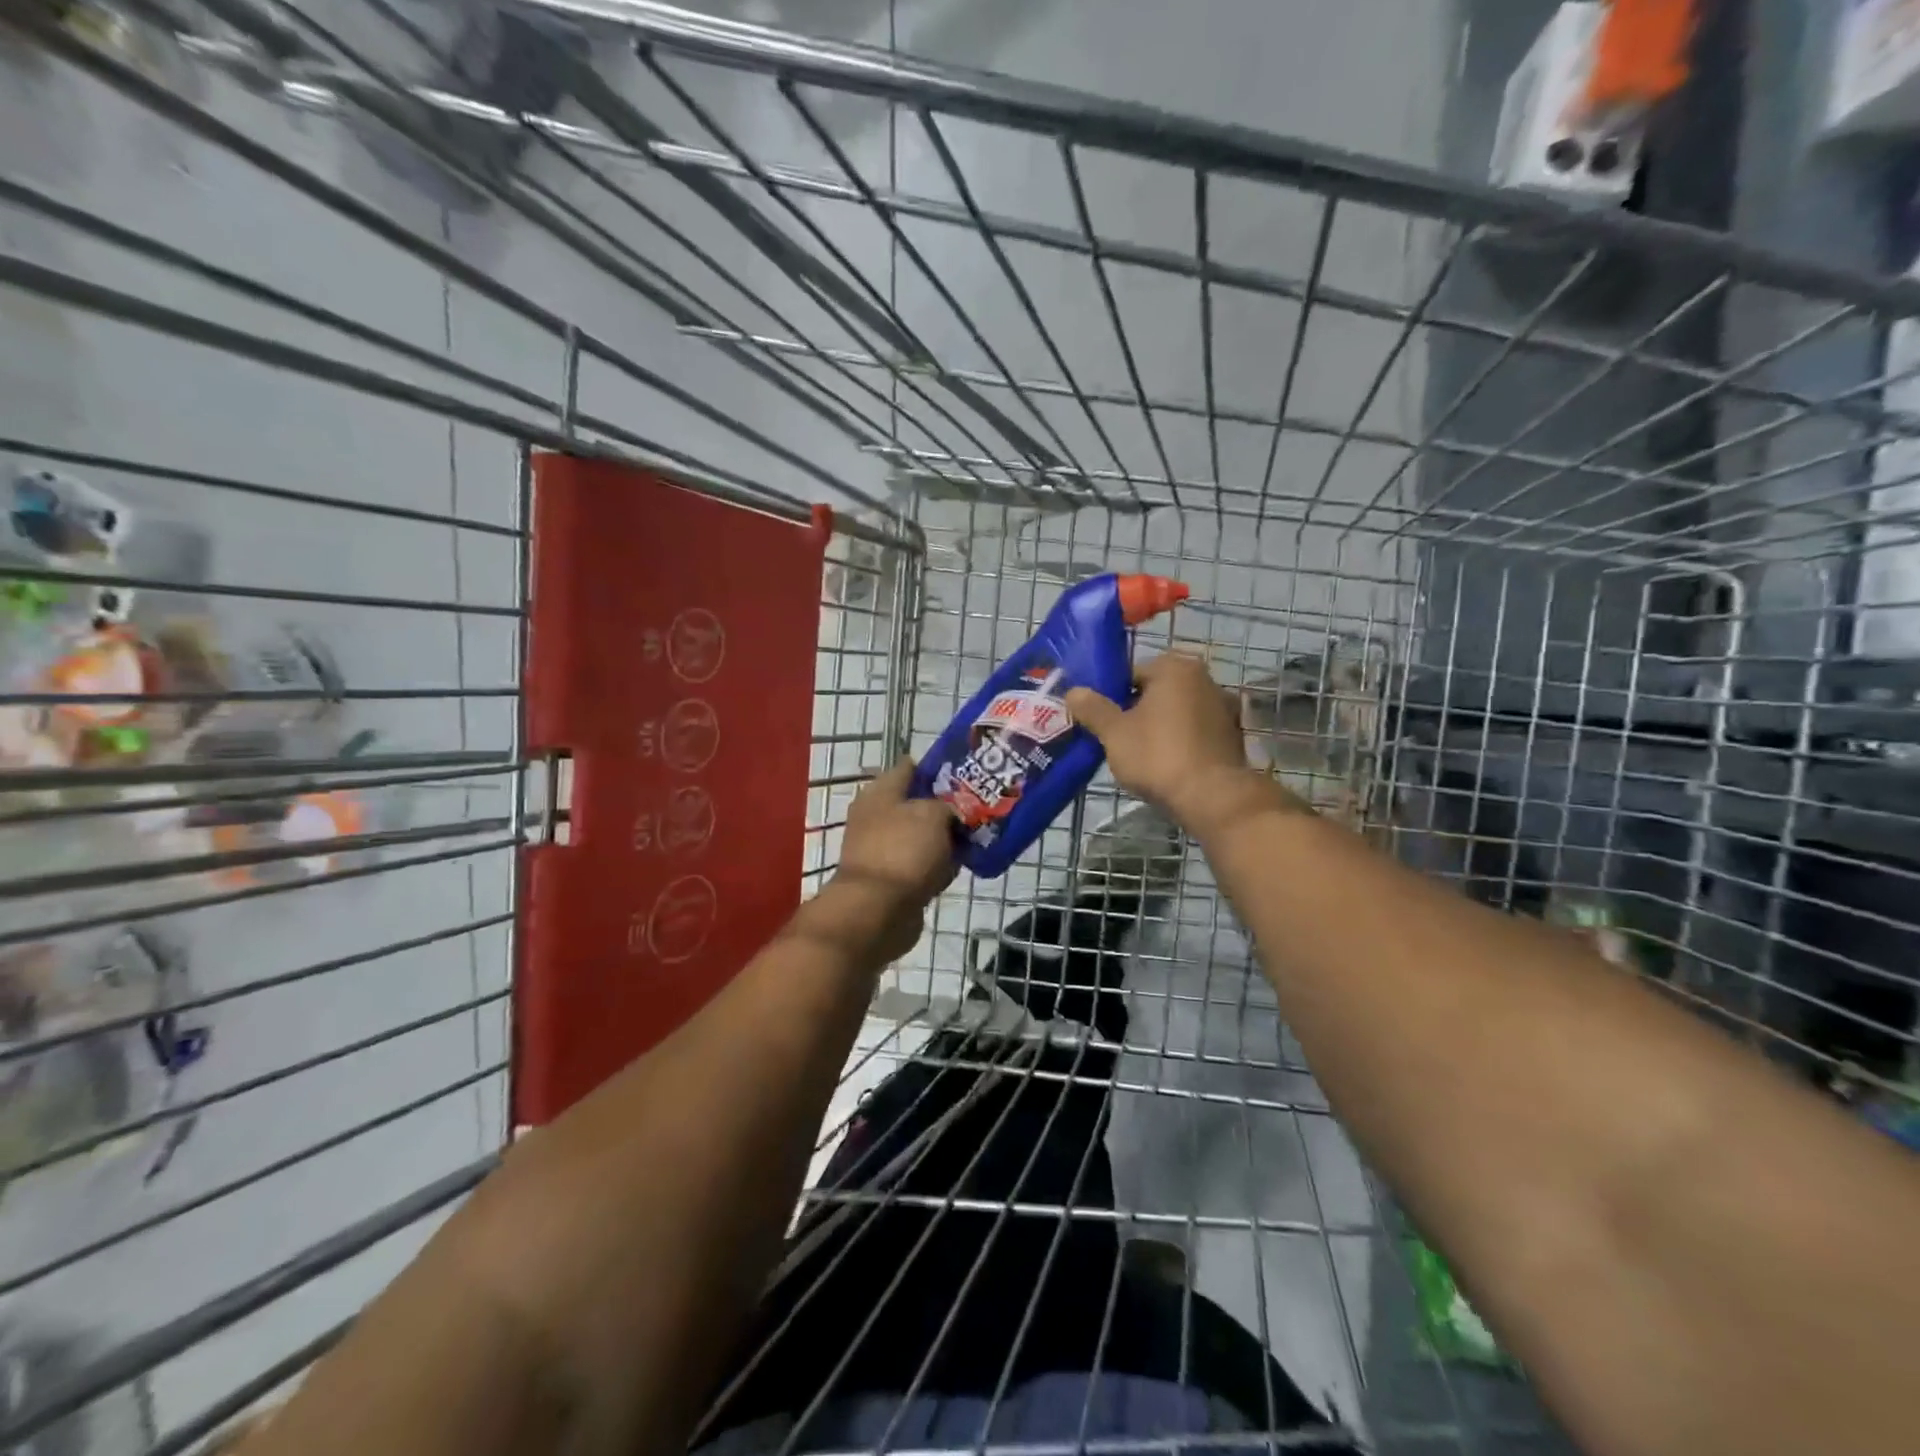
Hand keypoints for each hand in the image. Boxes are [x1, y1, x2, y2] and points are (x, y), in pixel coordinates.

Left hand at [808, 760, 956, 963]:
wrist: (878, 911)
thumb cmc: (904, 851)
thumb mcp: (933, 814)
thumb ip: (947, 805)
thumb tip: (950, 812)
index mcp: (880, 792)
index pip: (910, 767)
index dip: (939, 768)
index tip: (967, 774)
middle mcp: (877, 816)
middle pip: (917, 803)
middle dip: (946, 807)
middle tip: (977, 809)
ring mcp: (883, 848)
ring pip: (922, 835)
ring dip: (944, 839)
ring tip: (976, 838)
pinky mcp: (892, 877)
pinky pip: (921, 863)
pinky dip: (937, 865)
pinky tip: (958, 867)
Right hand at [1066, 652, 1296, 834]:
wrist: (1211, 797)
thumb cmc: (1158, 756)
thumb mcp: (1114, 733)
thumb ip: (1093, 709)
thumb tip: (1073, 692)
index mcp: (1174, 668)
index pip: (1130, 672)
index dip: (1110, 696)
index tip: (1100, 720)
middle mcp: (1204, 678)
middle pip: (1156, 691)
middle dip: (1136, 710)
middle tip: (1116, 738)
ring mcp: (1223, 707)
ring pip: (1176, 712)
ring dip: (1159, 726)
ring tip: (1140, 755)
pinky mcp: (1232, 735)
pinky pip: (1195, 731)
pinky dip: (1180, 741)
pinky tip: (1167, 764)